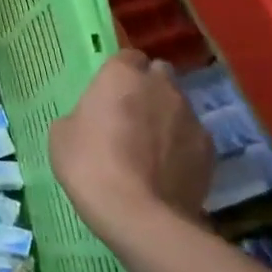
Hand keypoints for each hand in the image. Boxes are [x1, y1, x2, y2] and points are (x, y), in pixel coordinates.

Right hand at [50, 50, 212, 243]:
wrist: (138, 214)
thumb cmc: (90, 165)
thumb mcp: (62, 135)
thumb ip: (81, 115)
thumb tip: (93, 120)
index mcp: (122, 76)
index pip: (126, 57)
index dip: (118, 74)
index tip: (107, 94)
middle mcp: (162, 86)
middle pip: (158, 75)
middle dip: (147, 88)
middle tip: (128, 116)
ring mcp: (191, 116)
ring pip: (178, 106)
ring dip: (165, 118)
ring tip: (148, 149)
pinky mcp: (210, 148)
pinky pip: (191, 137)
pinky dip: (180, 147)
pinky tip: (165, 170)